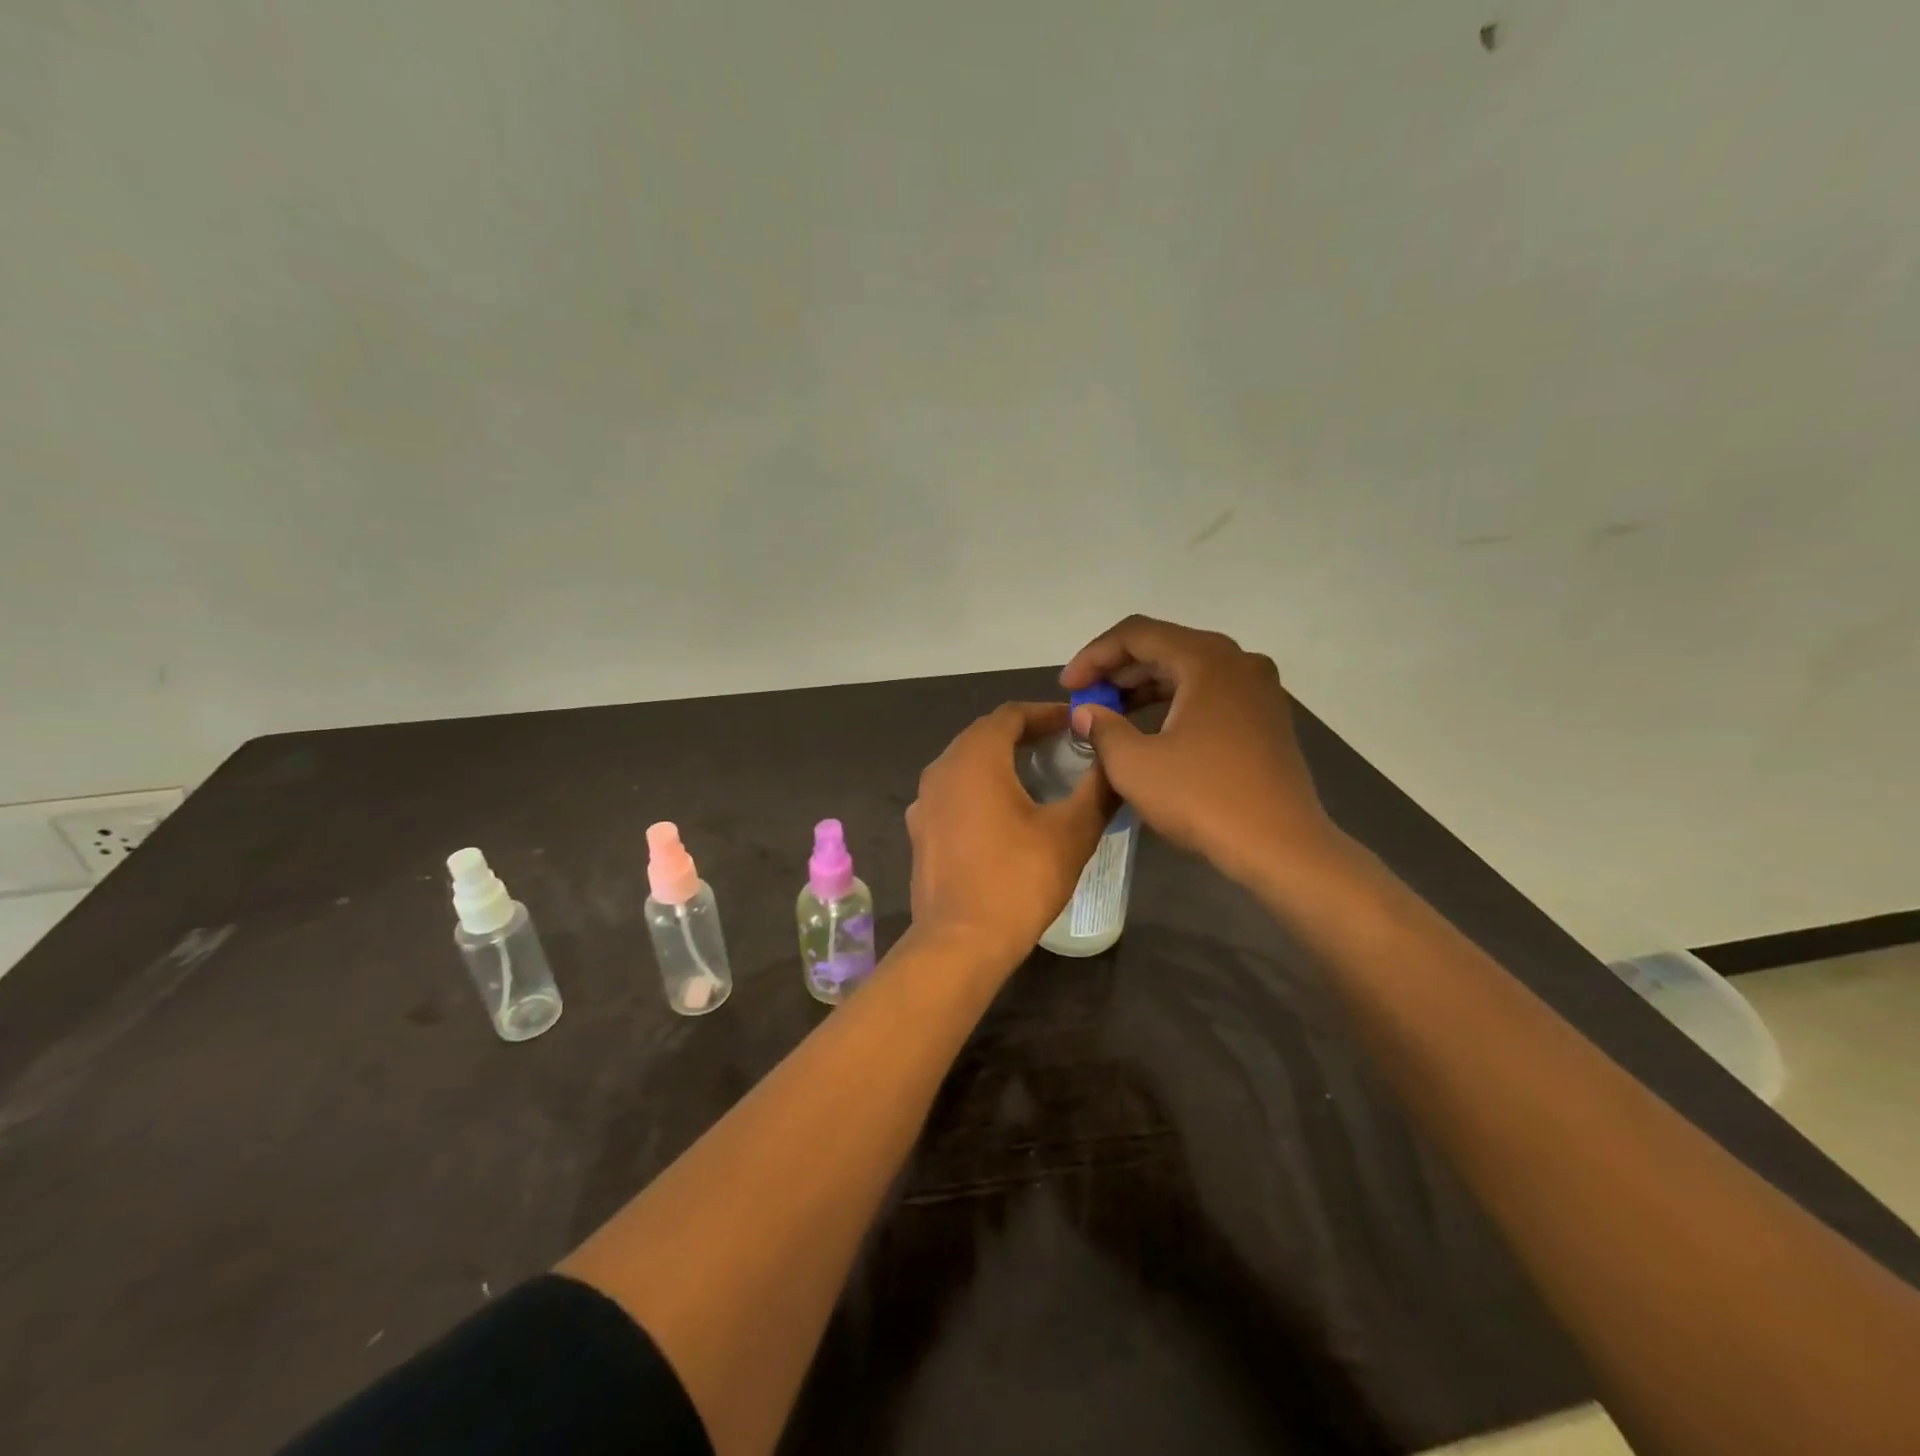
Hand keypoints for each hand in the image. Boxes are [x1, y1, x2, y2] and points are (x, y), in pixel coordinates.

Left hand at [906, 703, 1114, 972]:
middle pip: (983, 735)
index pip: (1010, 715)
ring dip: (999, 761)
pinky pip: (952, 793)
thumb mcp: (1072, 832)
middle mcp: (940, 770)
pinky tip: (1001, 814)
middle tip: (1060, 746)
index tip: (1075, 723)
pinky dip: (978, 789)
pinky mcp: (920, 831)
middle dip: (1022, 734)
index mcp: (974, 758)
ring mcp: (924, 802)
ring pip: (964, 764)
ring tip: (1036, 776)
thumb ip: (1097, 789)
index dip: (1045, 713)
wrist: (960, 942)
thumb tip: (1115, 761)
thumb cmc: (1019, 879)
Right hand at [1061, 615, 1335, 885]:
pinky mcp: (1267, 718)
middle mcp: (1238, 662)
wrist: (1280, 847)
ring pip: (1189, 670)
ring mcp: (1259, 690)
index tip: (1067, 686)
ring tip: (1111, 712)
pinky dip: (1175, 701)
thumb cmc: (1202, 797)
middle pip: (1165, 646)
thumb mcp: (1134, 764)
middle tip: (1085, 697)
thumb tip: (1087, 711)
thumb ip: (1103, 728)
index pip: (1136, 634)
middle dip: (1118, 670)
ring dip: (1145, 686)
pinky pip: (1211, 692)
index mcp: (1206, 660)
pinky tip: (1153, 728)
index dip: (1093, 655)